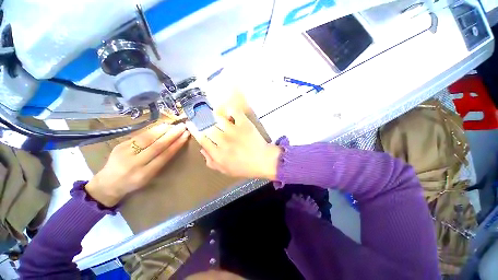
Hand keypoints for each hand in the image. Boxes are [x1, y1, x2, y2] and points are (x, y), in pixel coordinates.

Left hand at [85, 123, 189, 206]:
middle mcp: (134, 163)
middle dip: (172, 135)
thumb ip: (160, 162)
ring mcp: (125, 153)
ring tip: (173, 124)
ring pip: (147, 139)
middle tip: (183, 126)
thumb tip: (173, 144)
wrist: (107, 184)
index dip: (177, 144)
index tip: (186, 135)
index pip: (164, 156)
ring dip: (163, 130)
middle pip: (157, 146)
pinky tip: (161, 126)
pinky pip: (139, 136)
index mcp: (144, 174)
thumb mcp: (149, 177)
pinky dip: (152, 130)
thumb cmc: (133, 182)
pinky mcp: (119, 145)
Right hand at [187, 109, 280, 179]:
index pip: (201, 139)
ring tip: (217, 116)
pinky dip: (230, 110)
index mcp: (218, 153)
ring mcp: (234, 131)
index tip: (190, 124)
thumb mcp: (226, 170)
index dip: (194, 130)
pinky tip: (229, 113)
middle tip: (209, 123)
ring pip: (218, 119)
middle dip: (206, 125)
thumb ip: (212, 162)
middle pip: (209, 128)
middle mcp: (223, 141)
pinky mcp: (244, 124)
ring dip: (216, 117)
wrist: (263, 160)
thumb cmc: (245, 167)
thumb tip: (202, 150)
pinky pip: (234, 112)